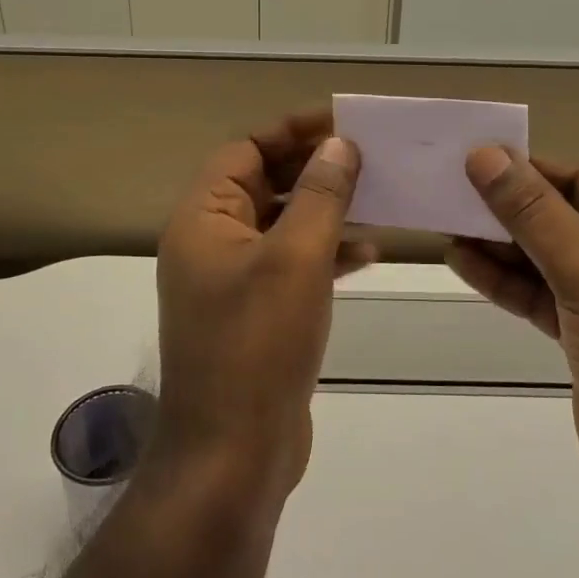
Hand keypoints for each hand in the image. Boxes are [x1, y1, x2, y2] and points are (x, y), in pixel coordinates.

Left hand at [153, 111, 375, 510]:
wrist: (234, 455)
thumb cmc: (259, 345)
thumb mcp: (296, 259)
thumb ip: (319, 195)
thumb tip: (338, 144)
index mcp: (203, 220)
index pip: (245, 151)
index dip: (291, 131)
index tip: (342, 122)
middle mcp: (210, 243)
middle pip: (263, 184)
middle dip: (313, 168)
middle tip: (367, 156)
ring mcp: (230, 282)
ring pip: (281, 224)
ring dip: (324, 209)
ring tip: (375, 199)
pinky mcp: (254, 314)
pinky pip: (289, 265)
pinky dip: (324, 252)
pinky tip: (366, 253)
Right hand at [445, 148, 578, 511]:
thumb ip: (534, 213)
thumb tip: (485, 154)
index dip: (526, 170)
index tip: (471, 157)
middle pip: (561, 218)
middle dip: (507, 209)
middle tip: (447, 190)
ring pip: (546, 258)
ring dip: (498, 245)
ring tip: (444, 223)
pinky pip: (541, 294)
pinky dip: (504, 281)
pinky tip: (462, 261)